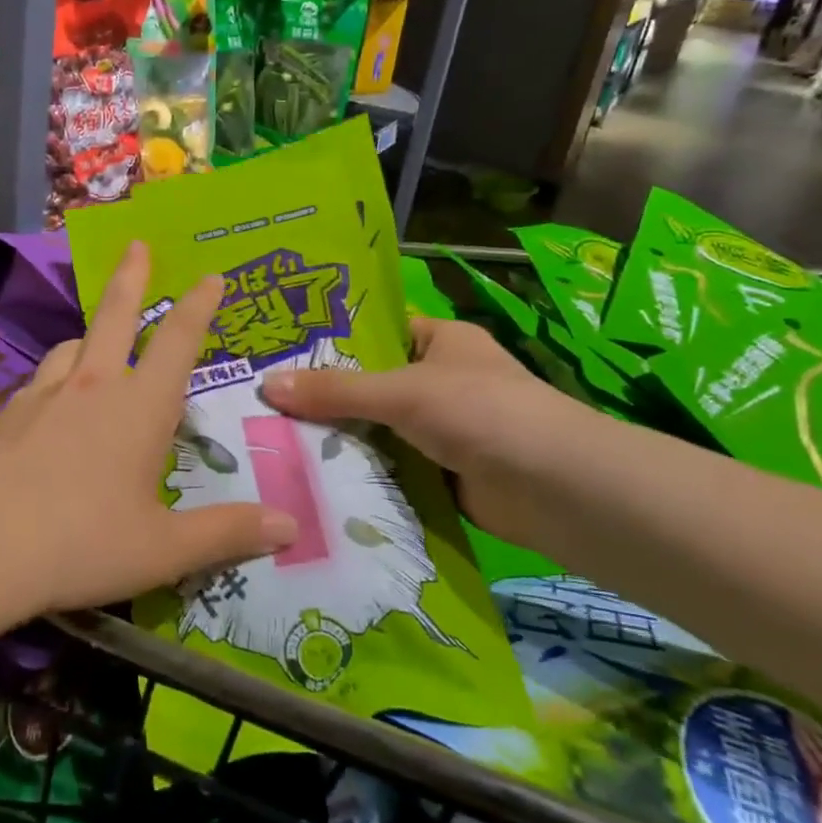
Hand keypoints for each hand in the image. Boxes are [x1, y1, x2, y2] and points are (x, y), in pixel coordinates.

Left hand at [0, 242, 296, 615]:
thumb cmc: (80, 545)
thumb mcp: (164, 549)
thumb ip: (228, 533)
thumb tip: (291, 526)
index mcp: (139, 407)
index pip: (178, 340)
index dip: (200, 305)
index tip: (211, 276)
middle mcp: (92, 386)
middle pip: (115, 315)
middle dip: (131, 277)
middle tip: (136, 245)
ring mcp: (43, 395)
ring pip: (73, 347)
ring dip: (91, 335)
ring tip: (97, 342)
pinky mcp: (6, 415)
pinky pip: (41, 382)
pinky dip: (57, 379)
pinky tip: (51, 406)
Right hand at [260, 316, 590, 547]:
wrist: (556, 489)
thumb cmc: (481, 411)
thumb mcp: (402, 391)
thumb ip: (336, 390)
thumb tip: (266, 384)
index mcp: (442, 341)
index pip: (378, 333)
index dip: (333, 342)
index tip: (280, 355)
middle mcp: (443, 381)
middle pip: (372, 386)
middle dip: (326, 399)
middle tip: (264, 405)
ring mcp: (443, 431)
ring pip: (379, 430)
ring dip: (341, 441)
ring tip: (274, 443)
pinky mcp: (442, 474)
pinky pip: (391, 469)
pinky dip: (363, 475)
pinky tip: (314, 481)